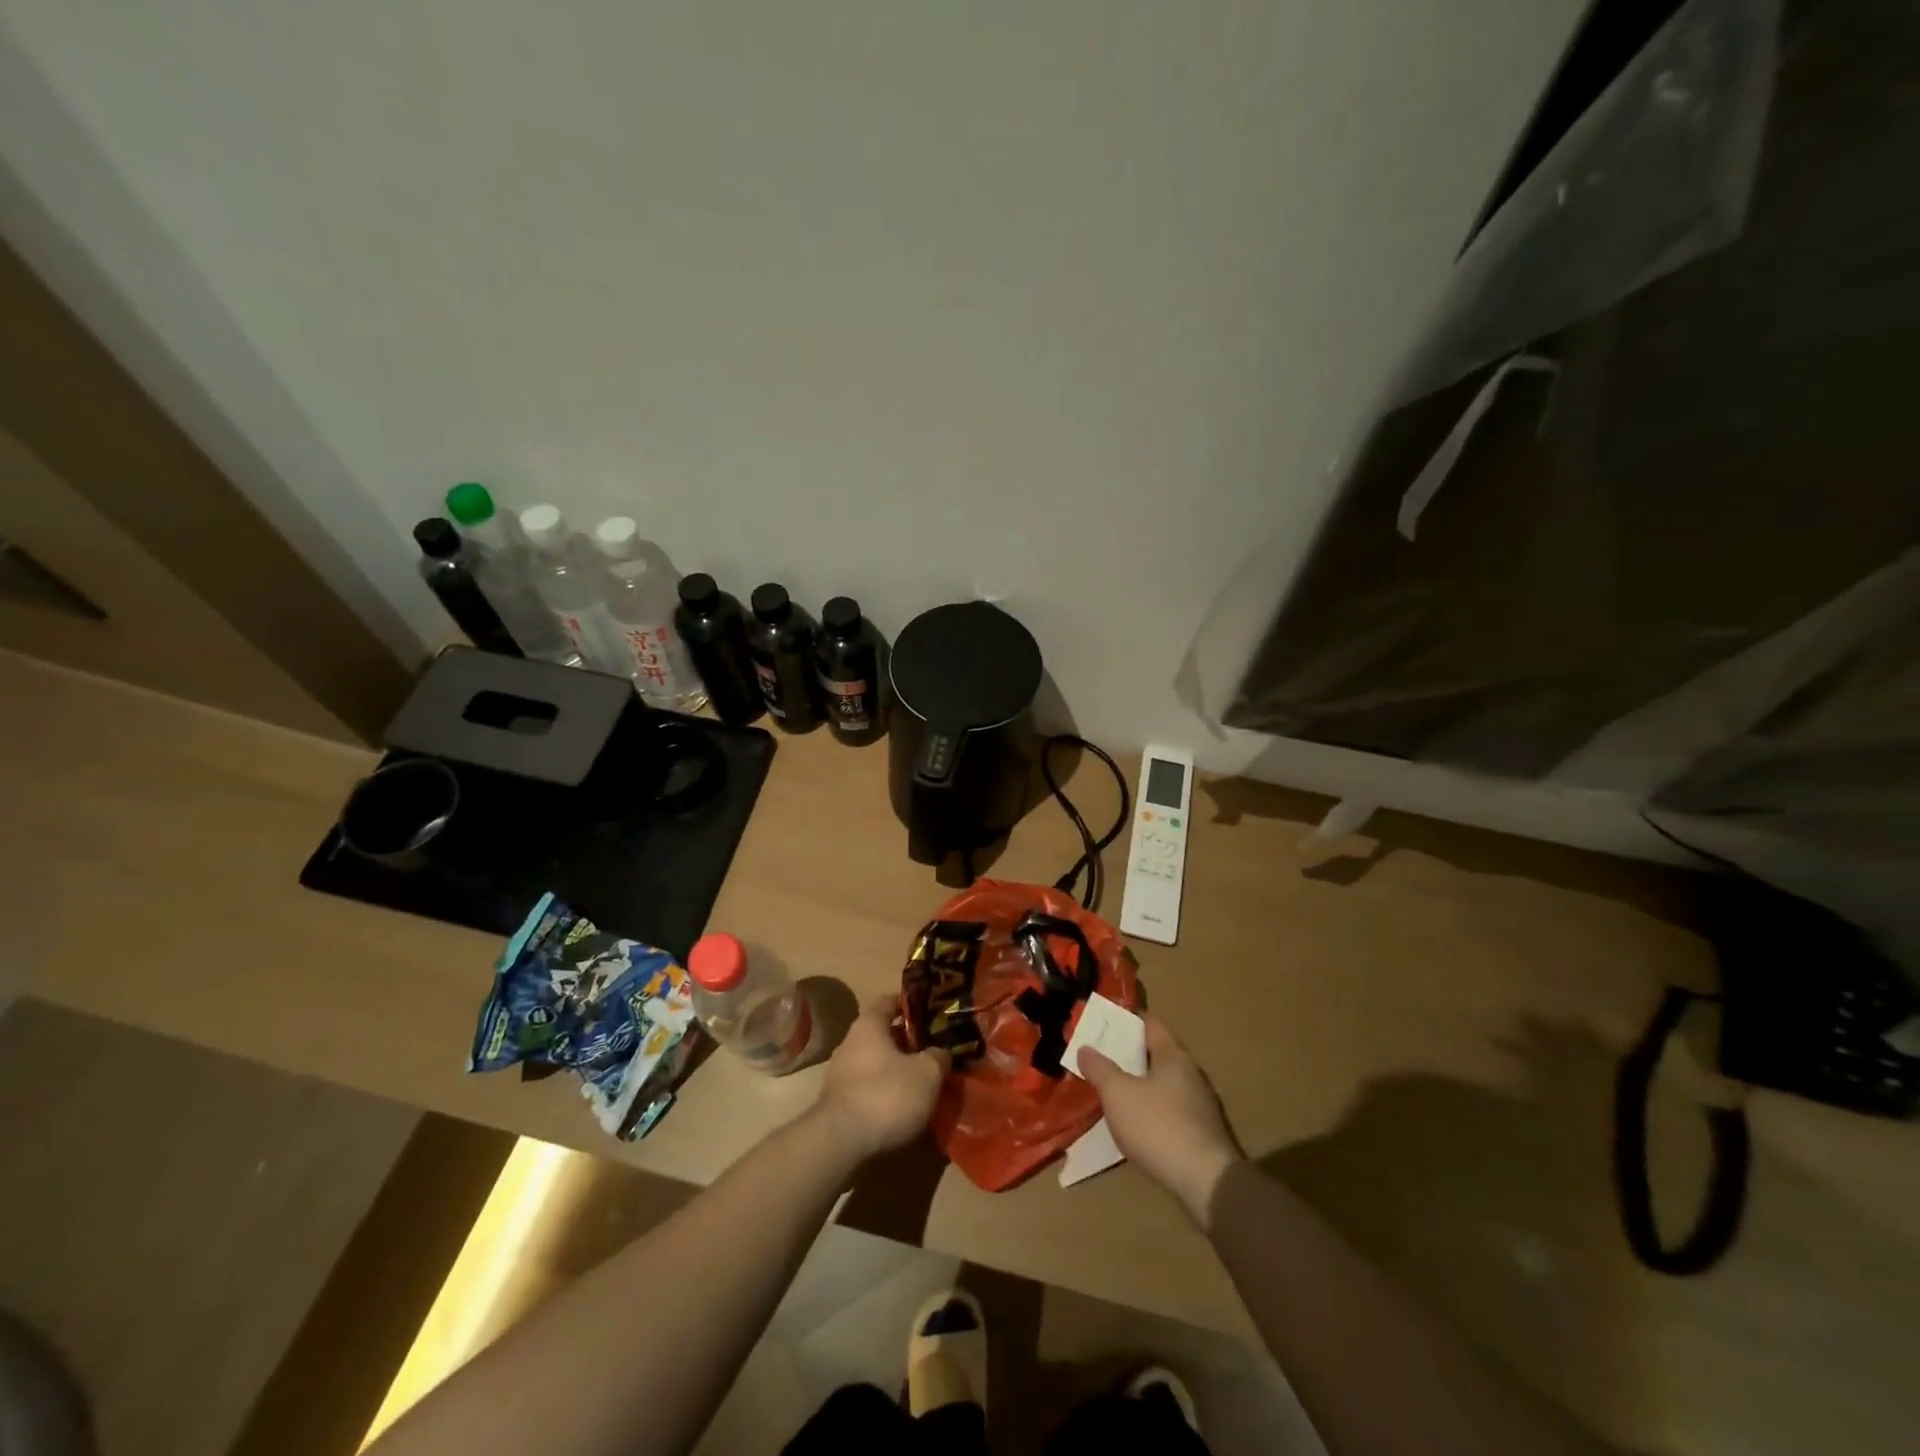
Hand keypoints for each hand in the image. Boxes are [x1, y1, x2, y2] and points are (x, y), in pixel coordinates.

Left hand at [814, 995, 949, 1163]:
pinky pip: (866, 1086)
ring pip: (875, 1061)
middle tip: (932, 1051)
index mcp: (869, 1024)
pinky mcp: (837, 1101)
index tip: (931, 1013)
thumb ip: (938, 1057)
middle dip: (907, 1041)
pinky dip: (883, 1090)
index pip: (890, 1001)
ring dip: (895, 1068)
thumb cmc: (886, 1095)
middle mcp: (850, 1041)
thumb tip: (940, 1052)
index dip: (911, 1004)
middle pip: (883, 1033)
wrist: (840, 1142)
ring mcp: (840, 1072)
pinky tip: (900, 1105)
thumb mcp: (928, 1073)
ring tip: (920, 1081)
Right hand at [1079, 1013, 1242, 1225]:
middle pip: (1156, 1052)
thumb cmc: (1158, 1126)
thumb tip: (1086, 1048)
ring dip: (1139, 1082)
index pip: (1149, 1023)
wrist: (1206, 1182)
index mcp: (1173, 1055)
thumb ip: (1100, 1069)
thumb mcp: (1118, 1094)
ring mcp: (1199, 1104)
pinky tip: (1135, 1122)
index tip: (1103, 1021)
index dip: (1126, 1019)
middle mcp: (1190, 1073)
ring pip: (1163, 1082)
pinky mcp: (1200, 1132)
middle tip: (1101, 1055)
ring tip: (1112, 1088)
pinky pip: (1169, 1108)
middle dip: (1129, 1053)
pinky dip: (1150, 1107)